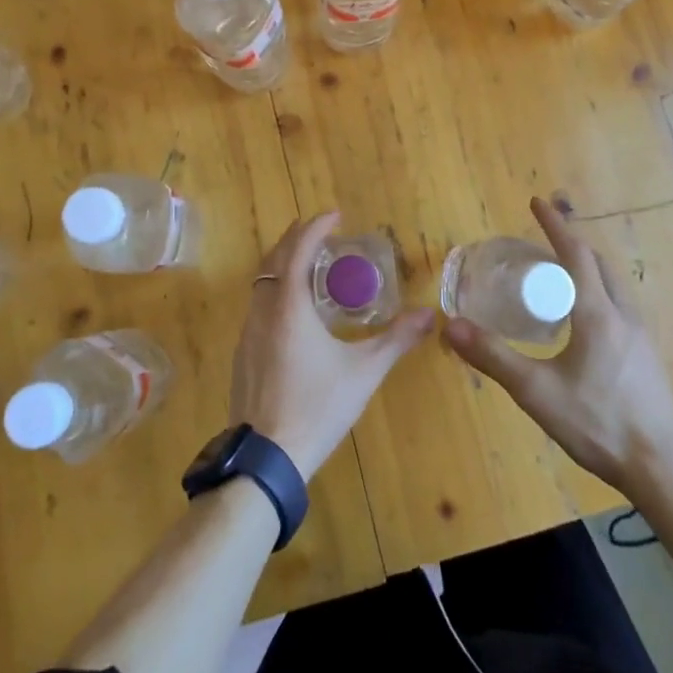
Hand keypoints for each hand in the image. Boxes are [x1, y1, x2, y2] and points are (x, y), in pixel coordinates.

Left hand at [228, 212, 432, 477]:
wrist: (266, 457)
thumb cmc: (317, 406)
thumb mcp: (363, 372)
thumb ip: (396, 340)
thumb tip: (429, 314)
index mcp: (289, 306)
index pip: (299, 249)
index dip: (316, 227)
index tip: (335, 215)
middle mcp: (263, 311)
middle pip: (274, 259)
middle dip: (297, 239)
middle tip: (322, 233)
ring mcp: (247, 333)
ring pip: (263, 283)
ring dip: (284, 264)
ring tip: (312, 267)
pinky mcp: (243, 354)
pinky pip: (259, 306)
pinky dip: (277, 290)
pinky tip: (295, 312)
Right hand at [444, 197, 672, 490]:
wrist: (662, 467)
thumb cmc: (597, 423)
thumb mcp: (536, 391)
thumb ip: (493, 356)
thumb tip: (450, 325)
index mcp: (597, 314)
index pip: (576, 254)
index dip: (555, 226)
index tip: (537, 202)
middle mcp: (624, 315)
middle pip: (599, 265)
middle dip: (572, 246)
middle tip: (542, 244)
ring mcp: (642, 337)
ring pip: (614, 287)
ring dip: (588, 270)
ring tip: (560, 279)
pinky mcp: (648, 358)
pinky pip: (621, 308)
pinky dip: (599, 295)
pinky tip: (584, 325)